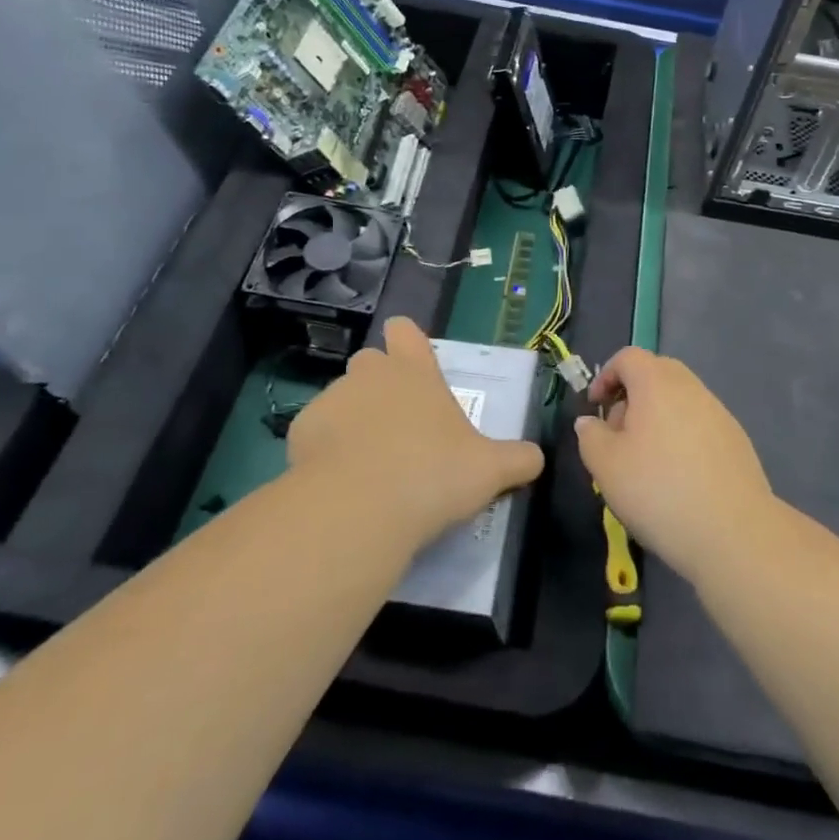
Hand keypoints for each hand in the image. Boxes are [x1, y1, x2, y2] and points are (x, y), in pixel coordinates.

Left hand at [288, 317, 545, 546]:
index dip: (407, 342)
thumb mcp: (489, 471)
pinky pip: (316, 431)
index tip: (414, 368)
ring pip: (342, 398)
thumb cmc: (433, 475)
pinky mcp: (301, 430)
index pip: (405, 331)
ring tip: (368, 463)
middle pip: (371, 362)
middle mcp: (371, 373)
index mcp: (415, 371)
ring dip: (353, 419)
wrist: (360, 508)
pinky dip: (325, 449)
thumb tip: (537, 458)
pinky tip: (338, 482)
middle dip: (380, 385)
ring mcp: (333, 399)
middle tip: (399, 427)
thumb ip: (517, 460)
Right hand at [577, 348, 774, 584]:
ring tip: (646, 461)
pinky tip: (678, 476)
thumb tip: (591, 422)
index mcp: (657, 382)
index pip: (628, 357)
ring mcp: (718, 412)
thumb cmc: (659, 490)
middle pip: (656, 373)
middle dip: (631, 396)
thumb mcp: (606, 466)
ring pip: (679, 400)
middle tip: (618, 434)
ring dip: (657, 418)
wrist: (734, 532)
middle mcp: (690, 387)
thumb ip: (590, 436)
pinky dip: (681, 436)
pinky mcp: (736, 439)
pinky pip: (699, 423)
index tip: (595, 408)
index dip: (606, 376)